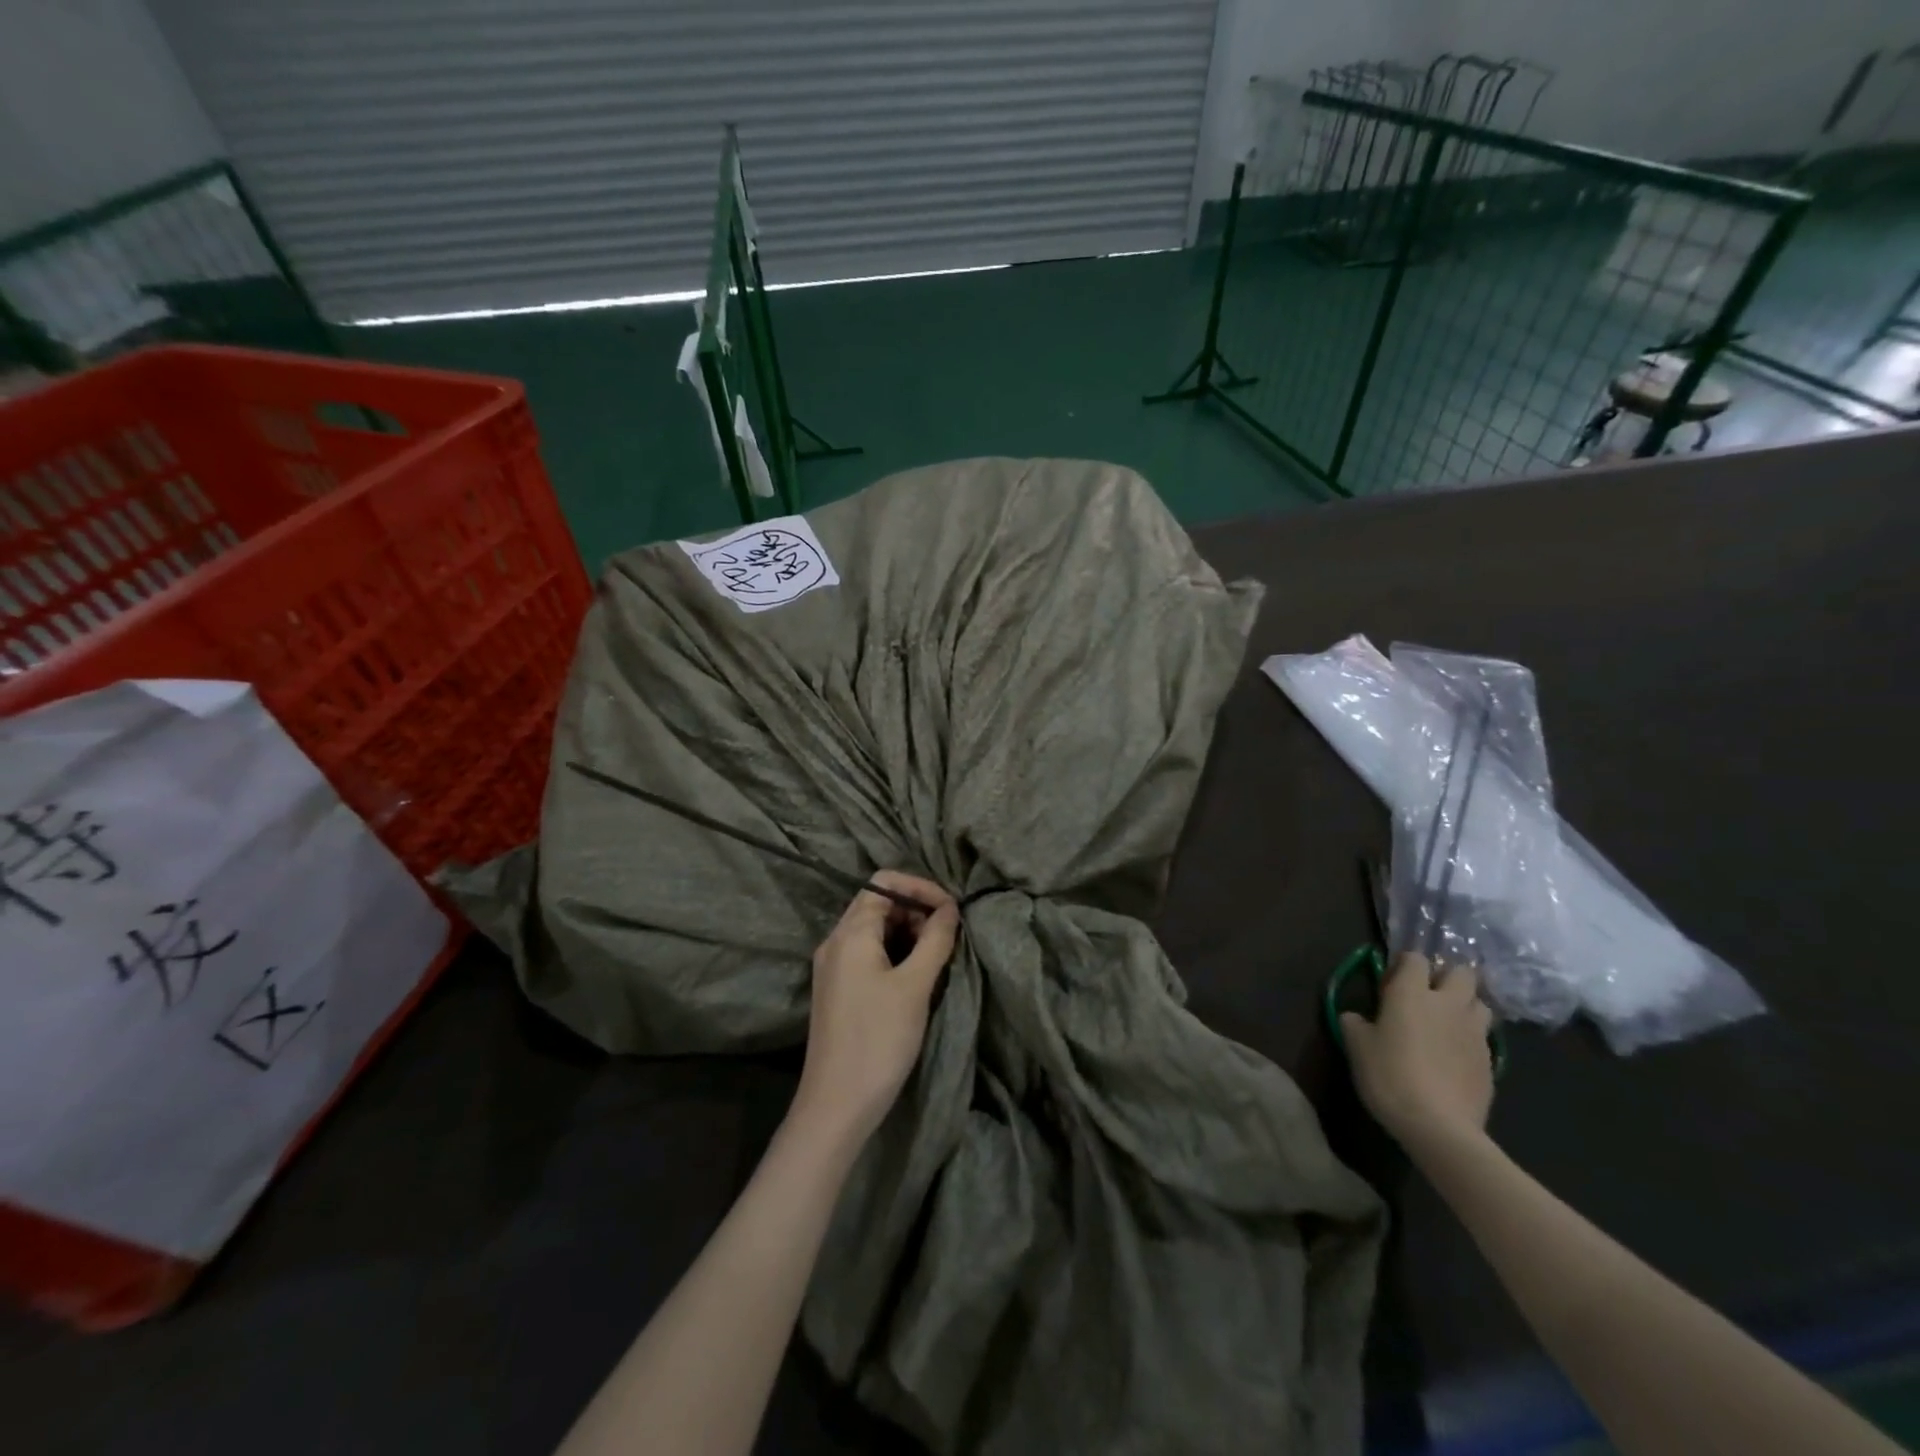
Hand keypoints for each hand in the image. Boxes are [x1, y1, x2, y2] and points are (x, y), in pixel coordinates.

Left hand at [792, 872, 959, 1144]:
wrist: (836, 1104)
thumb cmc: (879, 1039)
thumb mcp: (915, 986)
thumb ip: (935, 940)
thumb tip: (950, 909)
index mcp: (850, 933)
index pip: (884, 882)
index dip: (920, 887)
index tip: (951, 911)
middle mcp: (836, 941)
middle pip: (877, 902)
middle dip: (916, 910)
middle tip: (946, 936)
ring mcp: (833, 965)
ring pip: (874, 928)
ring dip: (907, 932)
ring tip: (936, 956)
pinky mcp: (837, 988)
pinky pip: (867, 952)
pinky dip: (894, 952)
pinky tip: (915, 976)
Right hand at [1342, 954, 1495, 1149]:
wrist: (1440, 1126)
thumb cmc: (1390, 1076)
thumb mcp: (1356, 1047)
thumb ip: (1354, 1023)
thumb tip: (1356, 1018)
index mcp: (1412, 993)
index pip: (1416, 958)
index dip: (1404, 965)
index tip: (1391, 984)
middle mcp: (1448, 1004)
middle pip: (1462, 973)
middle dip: (1446, 977)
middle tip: (1427, 996)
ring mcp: (1474, 1032)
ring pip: (1480, 1003)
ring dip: (1465, 1006)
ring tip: (1446, 1024)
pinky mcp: (1491, 1061)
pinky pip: (1484, 1036)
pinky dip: (1471, 1038)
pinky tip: (1455, 1056)